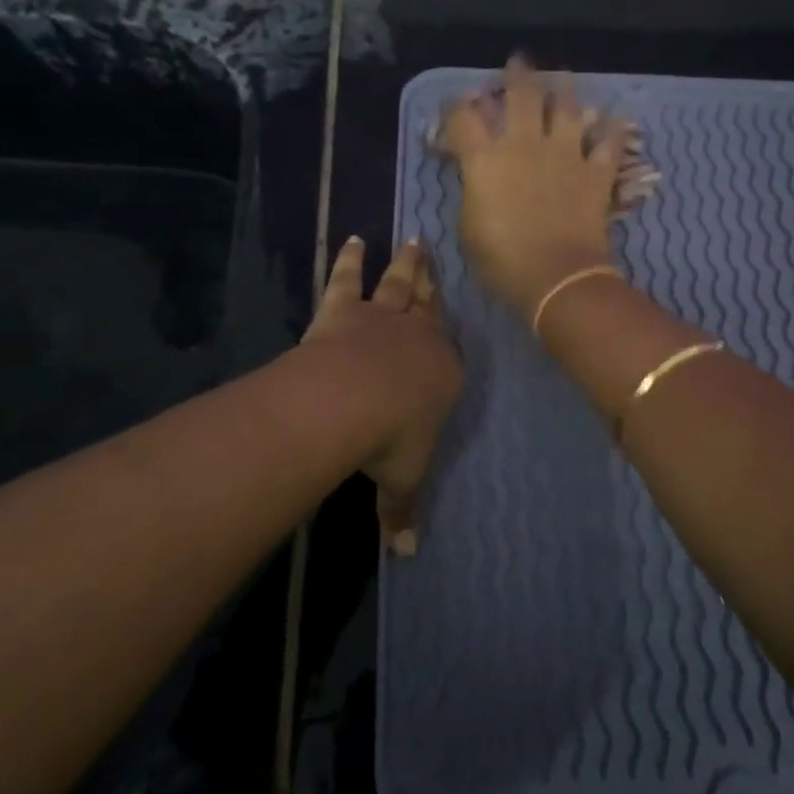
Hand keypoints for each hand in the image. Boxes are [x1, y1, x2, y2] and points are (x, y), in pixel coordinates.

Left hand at [304, 237, 460, 553]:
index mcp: (443, 371)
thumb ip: (403, 511)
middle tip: (432, 253)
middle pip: (428, 303)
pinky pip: (348, 280)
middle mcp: (418, 336)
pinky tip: (352, 240)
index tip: (447, 311)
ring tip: (408, 238)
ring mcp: (381, 317)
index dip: (446, 329)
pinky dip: (349, 259)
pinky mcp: (344, 310)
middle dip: (431, 280)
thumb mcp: (402, 480)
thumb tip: (405, 555)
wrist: (351, 402)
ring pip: (398, 283)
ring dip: (403, 262)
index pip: (449, 347)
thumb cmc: (390, 441)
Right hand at [439, 56, 620, 319]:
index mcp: (485, 159)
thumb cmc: (503, 261)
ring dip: (563, 89)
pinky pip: (608, 142)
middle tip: (518, 63)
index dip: (456, 107)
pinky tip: (612, 120)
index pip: (463, 118)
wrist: (557, 278)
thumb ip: (472, 191)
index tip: (457, 105)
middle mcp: (524, 145)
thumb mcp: (469, 227)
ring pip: (567, 107)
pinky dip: (610, 130)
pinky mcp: (596, 171)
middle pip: (521, 95)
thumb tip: (475, 173)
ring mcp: (565, 154)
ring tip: (562, 78)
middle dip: (517, 75)